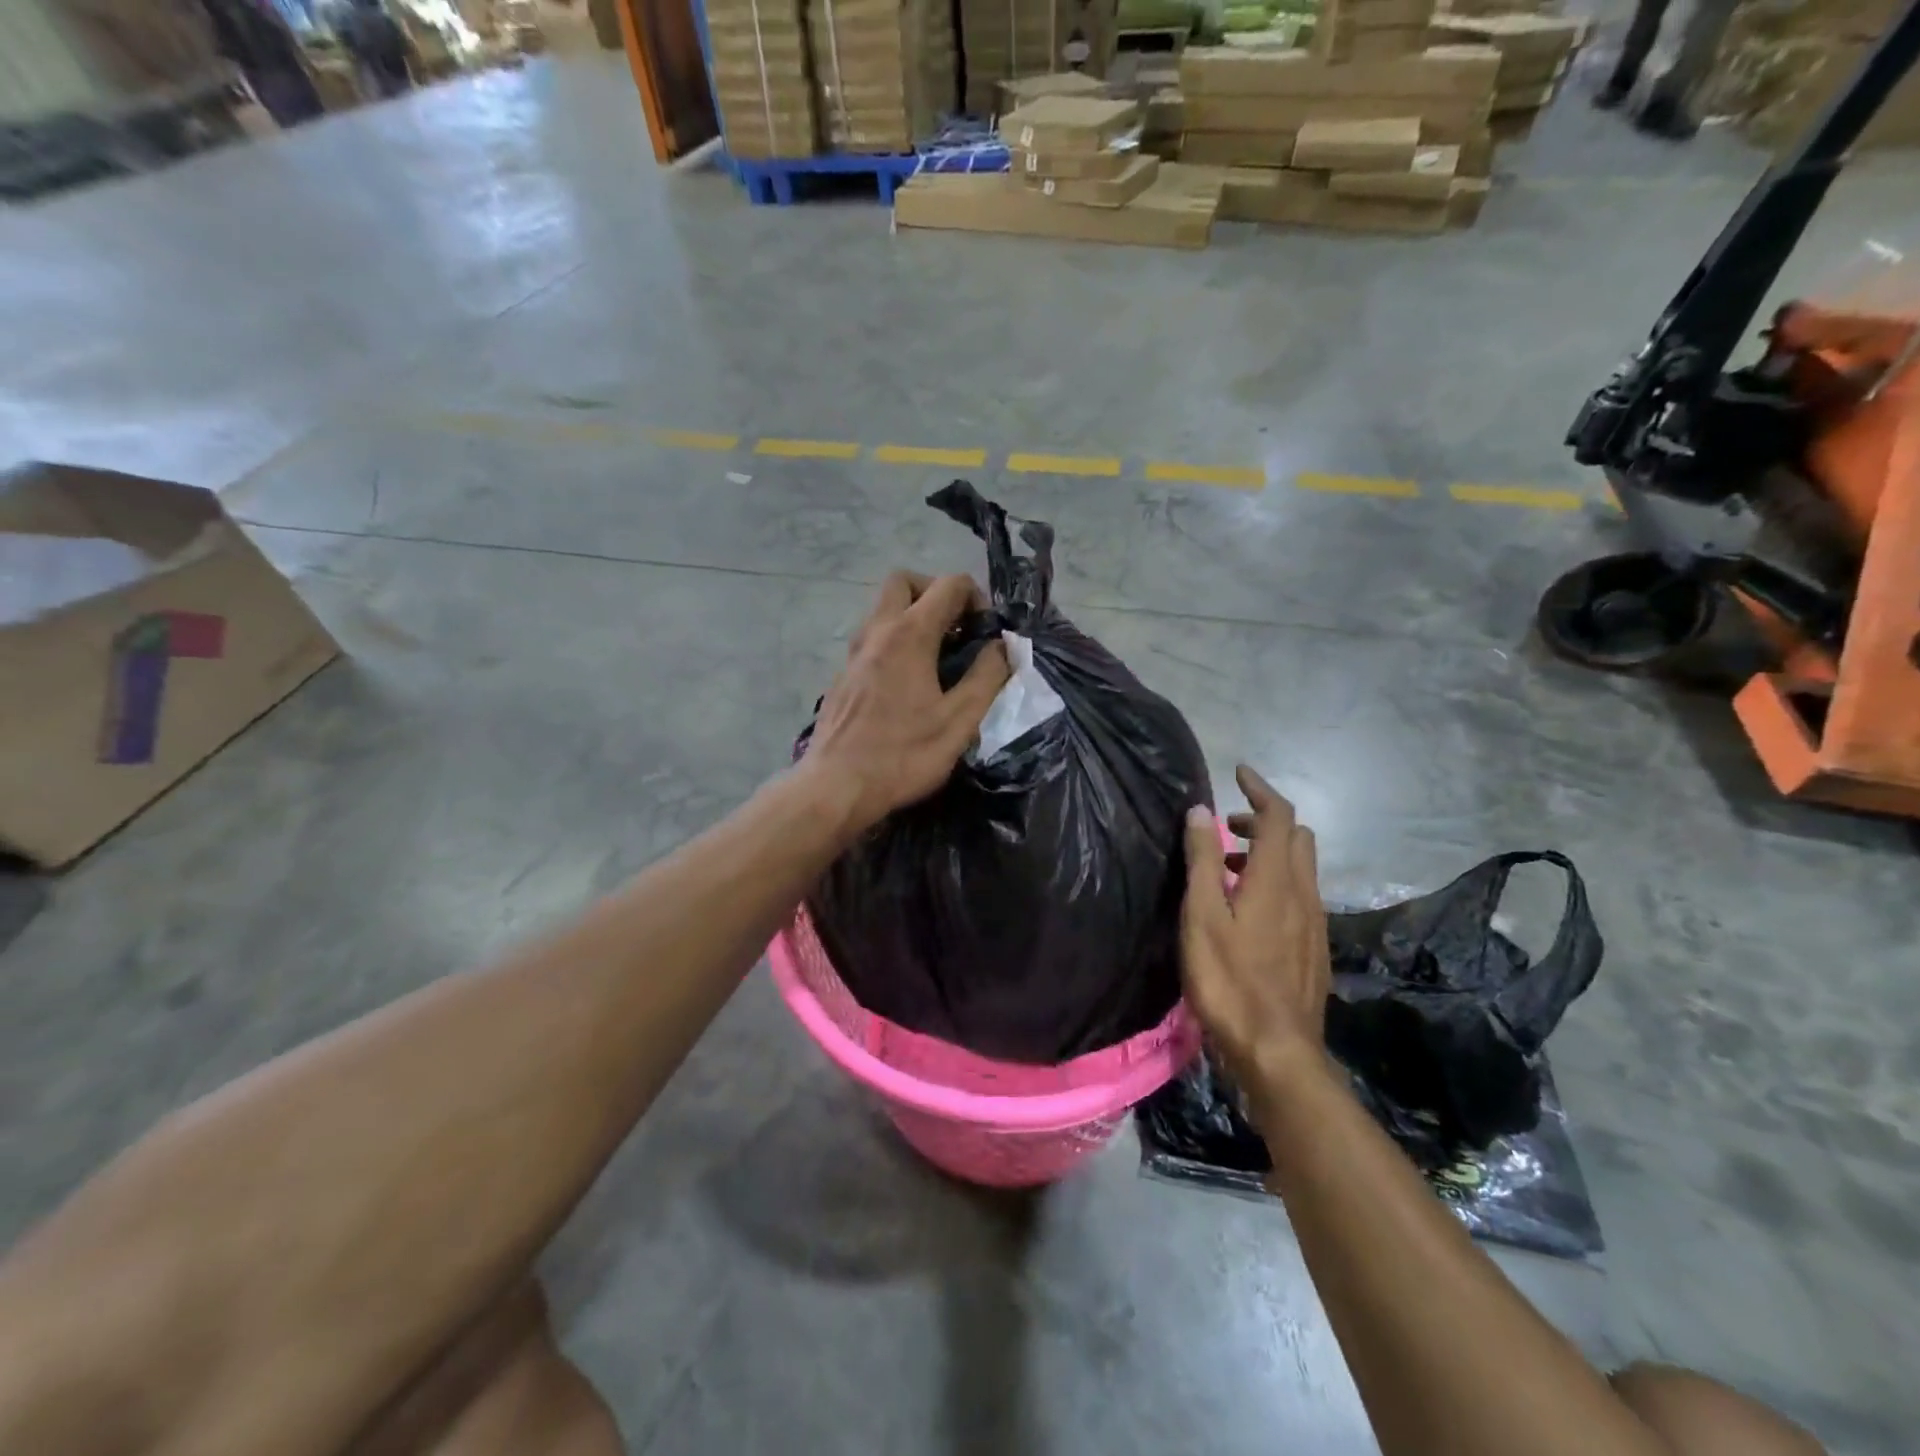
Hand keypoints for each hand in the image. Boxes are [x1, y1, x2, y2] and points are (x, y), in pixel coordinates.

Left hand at [802, 572, 1010, 833]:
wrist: (836, 787)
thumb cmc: (903, 755)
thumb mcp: (960, 721)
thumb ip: (987, 677)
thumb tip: (1002, 647)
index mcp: (909, 634)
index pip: (948, 584)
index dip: (976, 598)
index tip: (985, 634)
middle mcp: (876, 631)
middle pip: (904, 581)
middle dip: (935, 593)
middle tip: (956, 630)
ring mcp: (853, 653)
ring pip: (883, 610)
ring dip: (913, 618)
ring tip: (937, 660)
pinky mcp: (842, 676)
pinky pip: (872, 640)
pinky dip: (895, 643)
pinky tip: (908, 686)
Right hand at [1181, 765, 1331, 1092]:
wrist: (1277, 1049)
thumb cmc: (1229, 979)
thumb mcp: (1202, 916)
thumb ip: (1203, 861)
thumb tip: (1200, 811)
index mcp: (1276, 878)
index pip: (1278, 815)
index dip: (1260, 788)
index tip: (1238, 772)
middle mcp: (1304, 891)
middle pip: (1296, 836)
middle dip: (1263, 819)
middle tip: (1226, 827)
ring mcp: (1314, 920)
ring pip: (1300, 865)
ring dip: (1268, 851)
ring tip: (1227, 868)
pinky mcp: (1314, 945)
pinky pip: (1300, 893)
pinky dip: (1275, 879)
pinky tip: (1247, 908)